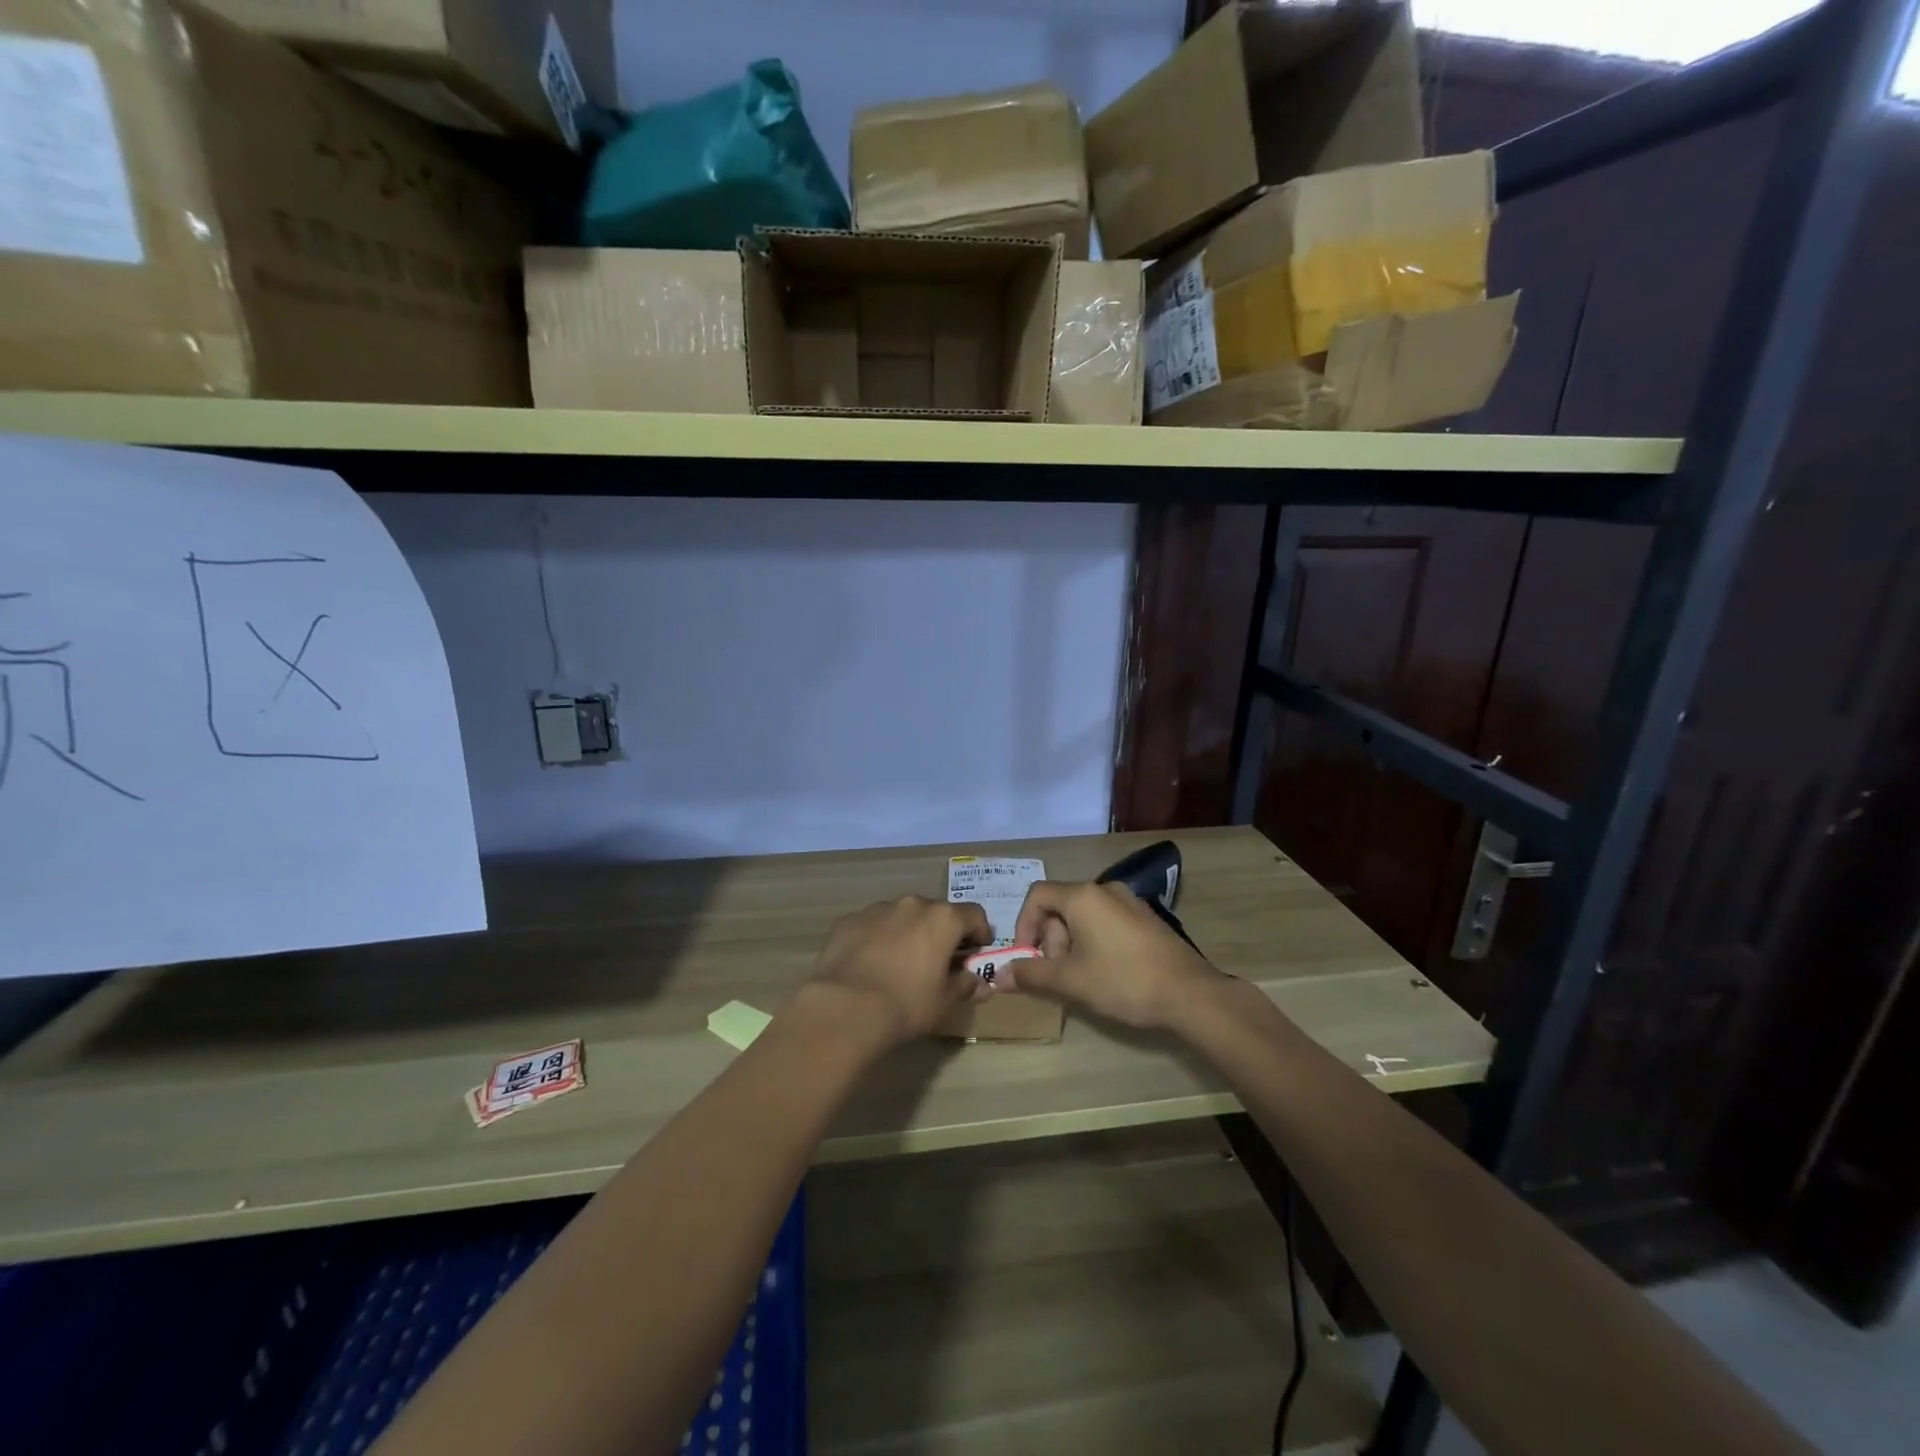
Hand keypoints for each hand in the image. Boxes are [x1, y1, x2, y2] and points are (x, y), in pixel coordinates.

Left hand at [806, 895, 992, 1047]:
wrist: (845, 1007)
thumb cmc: (906, 1004)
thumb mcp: (944, 1001)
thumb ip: (965, 985)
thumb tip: (980, 983)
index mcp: (942, 919)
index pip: (974, 914)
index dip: (980, 932)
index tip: (978, 951)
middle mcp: (912, 904)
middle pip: (935, 912)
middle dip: (940, 932)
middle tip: (938, 960)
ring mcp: (877, 909)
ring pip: (901, 916)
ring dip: (907, 932)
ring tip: (900, 963)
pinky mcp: (848, 920)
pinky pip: (872, 925)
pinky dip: (877, 938)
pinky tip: (870, 964)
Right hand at [1005, 880, 1223, 1029]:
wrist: (1190, 994)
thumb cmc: (1124, 981)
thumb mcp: (1071, 980)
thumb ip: (1032, 974)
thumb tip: (999, 976)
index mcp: (1084, 896)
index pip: (1037, 895)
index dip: (1023, 924)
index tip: (1027, 956)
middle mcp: (1105, 889)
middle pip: (1060, 906)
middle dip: (1050, 939)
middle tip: (1058, 974)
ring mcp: (1129, 902)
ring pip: (1084, 916)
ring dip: (1071, 944)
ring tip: (1082, 978)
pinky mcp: (1145, 919)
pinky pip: (1106, 922)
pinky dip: (1094, 942)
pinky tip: (1105, 973)